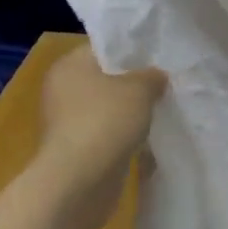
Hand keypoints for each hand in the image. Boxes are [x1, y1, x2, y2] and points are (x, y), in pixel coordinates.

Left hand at [35, 45, 165, 228]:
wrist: (79, 181)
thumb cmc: (106, 122)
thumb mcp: (139, 89)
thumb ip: (151, 76)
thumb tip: (156, 77)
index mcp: (70, 65)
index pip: (103, 47)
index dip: (132, 50)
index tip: (158, 57)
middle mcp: (62, 89)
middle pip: (105, 78)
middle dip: (134, 83)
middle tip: (165, 83)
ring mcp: (66, 121)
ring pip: (107, 107)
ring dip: (130, 111)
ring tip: (162, 109)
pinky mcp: (75, 148)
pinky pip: (105, 132)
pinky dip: (123, 134)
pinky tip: (148, 136)